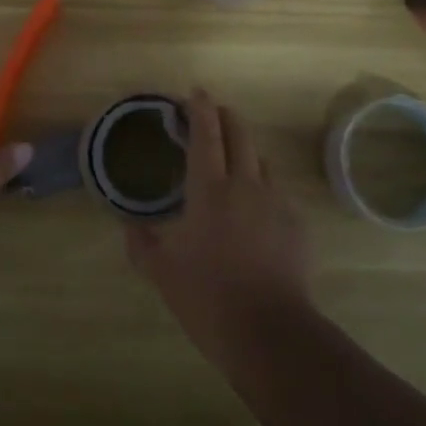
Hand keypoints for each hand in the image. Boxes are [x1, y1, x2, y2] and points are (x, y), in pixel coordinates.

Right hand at [125, 89, 312, 366]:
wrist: (270, 333)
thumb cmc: (208, 298)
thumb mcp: (162, 273)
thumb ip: (142, 244)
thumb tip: (128, 227)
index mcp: (210, 189)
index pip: (206, 132)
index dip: (200, 107)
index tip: (195, 92)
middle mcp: (245, 184)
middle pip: (240, 133)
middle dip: (226, 116)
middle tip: (213, 115)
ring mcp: (276, 201)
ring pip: (261, 161)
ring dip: (245, 153)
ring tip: (233, 166)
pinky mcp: (297, 223)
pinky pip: (277, 193)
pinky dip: (263, 190)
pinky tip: (255, 213)